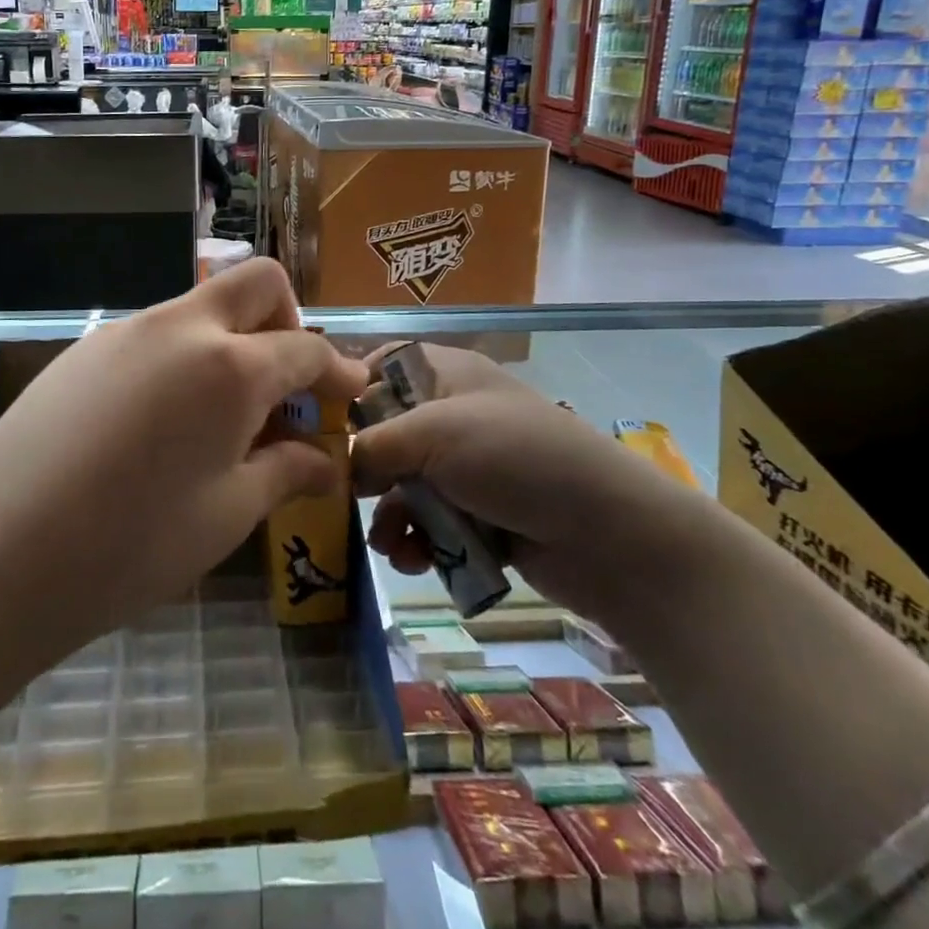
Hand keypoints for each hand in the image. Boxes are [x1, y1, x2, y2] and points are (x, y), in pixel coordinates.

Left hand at [0, 259, 368, 658]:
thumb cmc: (132, 546)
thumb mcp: (226, 514)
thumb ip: (285, 472)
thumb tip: (326, 461)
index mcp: (229, 366)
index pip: (304, 348)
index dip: (337, 370)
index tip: (350, 392)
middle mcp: (180, 327)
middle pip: (256, 283)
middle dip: (287, 320)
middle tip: (286, 383)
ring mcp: (125, 331)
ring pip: (200, 307)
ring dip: (231, 342)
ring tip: (221, 417)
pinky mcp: (84, 349)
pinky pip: (154, 335)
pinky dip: (182, 359)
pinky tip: (160, 422)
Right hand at [352, 344, 681, 620]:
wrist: (608, 533)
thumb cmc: (515, 458)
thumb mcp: (435, 434)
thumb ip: (374, 444)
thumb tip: (338, 464)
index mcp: (447, 374)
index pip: (384, 367)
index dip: (351, 392)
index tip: (321, 428)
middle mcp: (454, 415)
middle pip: (387, 433)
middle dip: (365, 471)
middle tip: (343, 498)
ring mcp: (470, 467)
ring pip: (406, 486)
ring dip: (391, 517)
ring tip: (389, 545)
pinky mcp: (482, 514)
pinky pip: (432, 523)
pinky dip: (419, 542)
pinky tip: (415, 561)